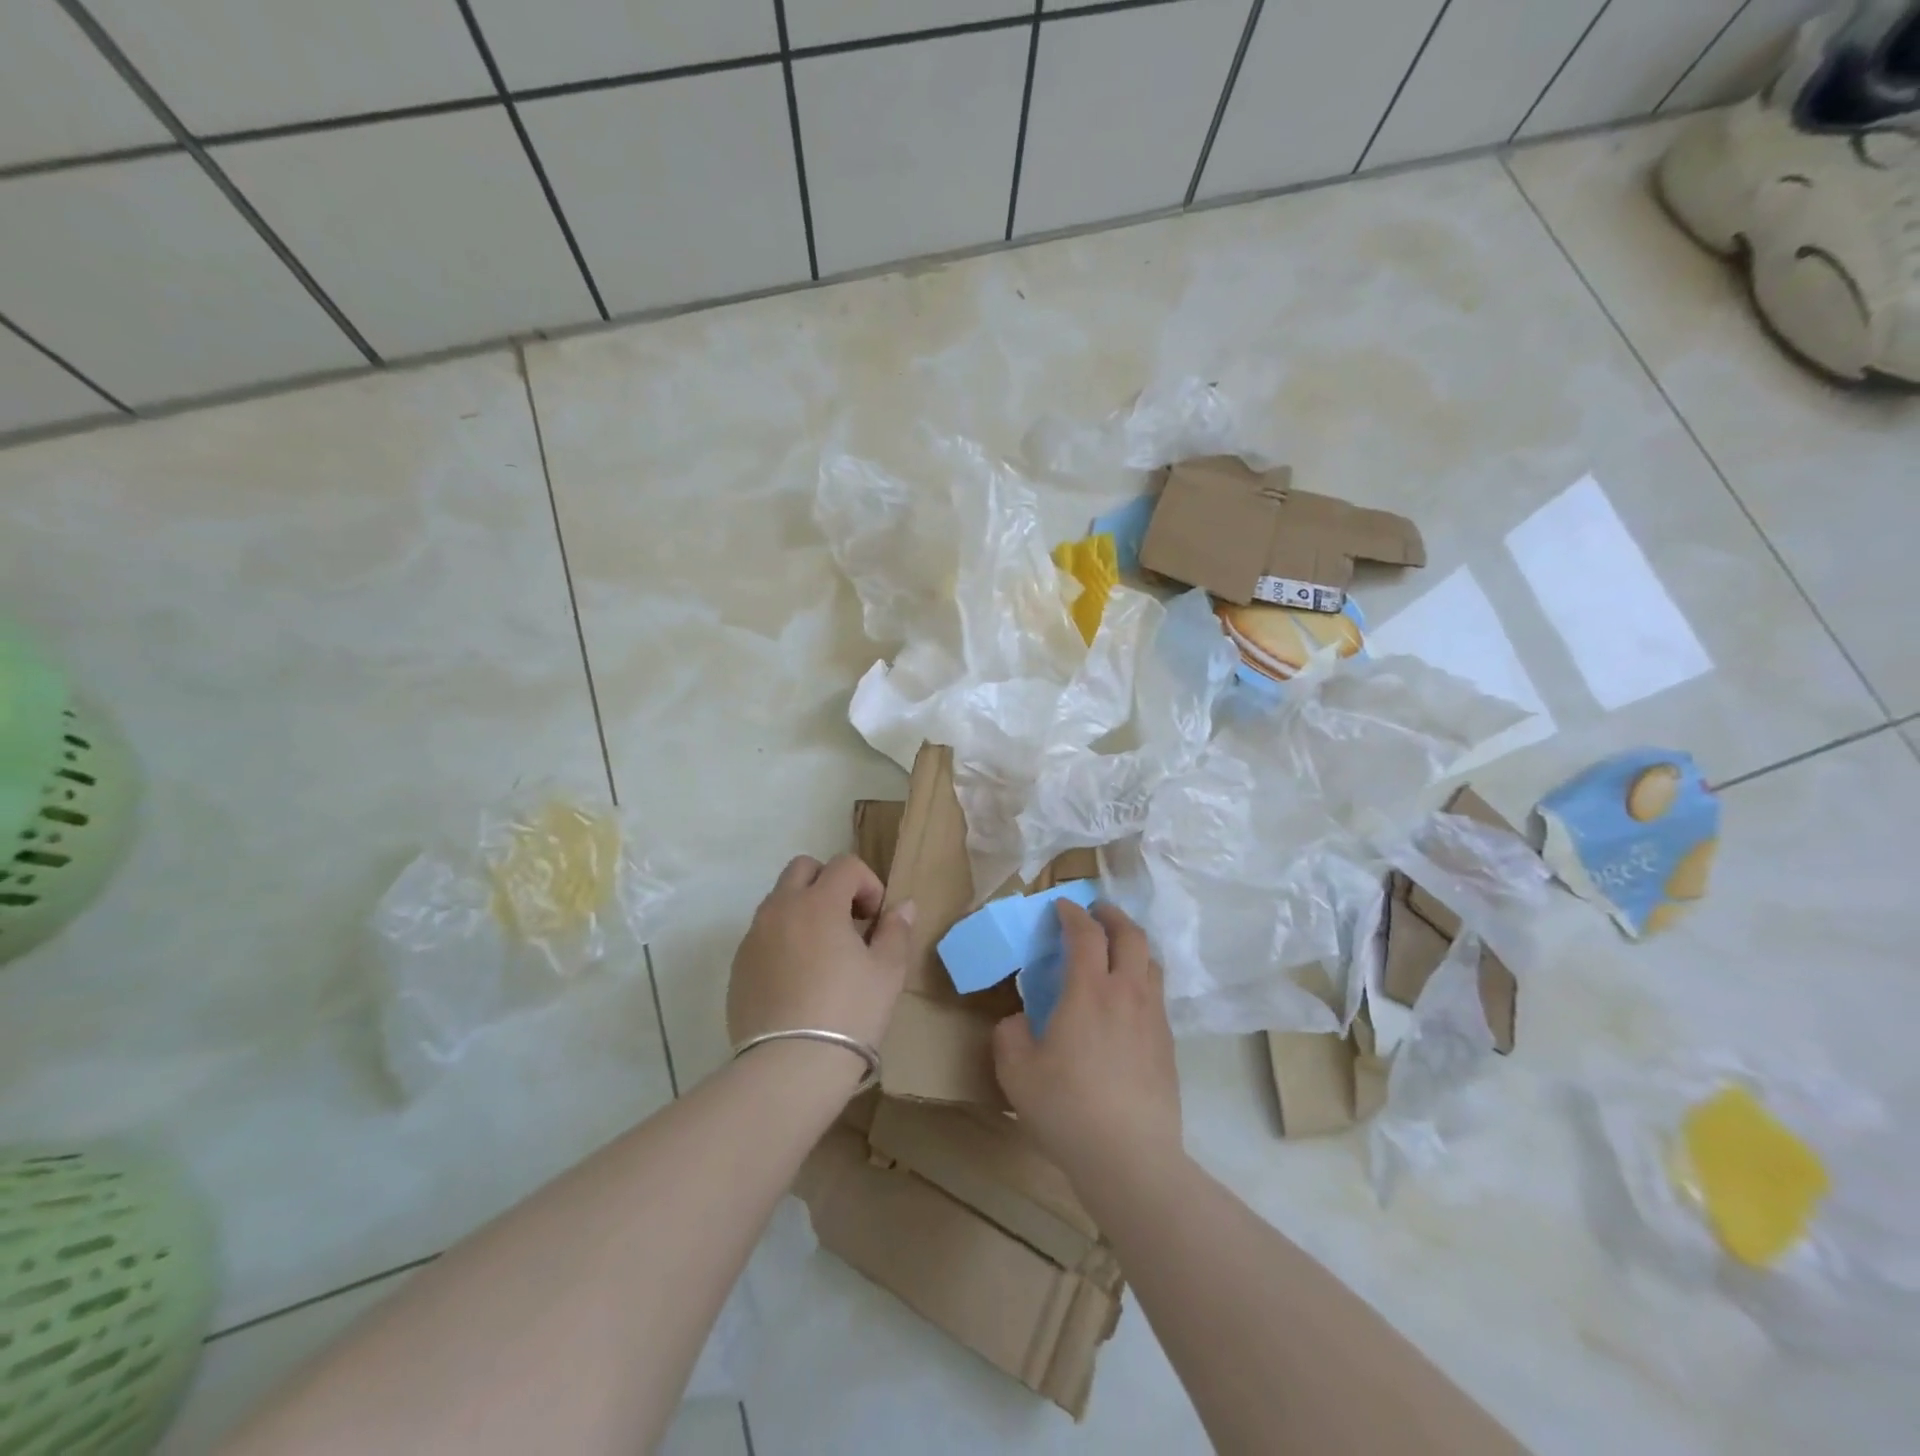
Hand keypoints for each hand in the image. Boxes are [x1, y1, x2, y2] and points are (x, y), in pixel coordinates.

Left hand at [728, 853, 914, 1055]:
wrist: (789, 1067)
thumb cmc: (849, 1013)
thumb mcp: (887, 972)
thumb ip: (896, 930)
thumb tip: (903, 906)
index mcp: (819, 902)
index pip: (845, 865)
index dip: (868, 883)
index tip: (876, 919)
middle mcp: (781, 908)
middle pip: (803, 868)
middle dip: (829, 883)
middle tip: (848, 921)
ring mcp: (754, 936)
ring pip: (779, 900)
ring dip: (804, 909)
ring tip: (823, 951)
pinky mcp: (739, 966)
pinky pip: (763, 934)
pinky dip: (783, 939)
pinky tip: (798, 978)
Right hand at [991, 901, 1181, 1192]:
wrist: (1130, 1157)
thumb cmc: (1067, 1108)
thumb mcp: (1016, 1072)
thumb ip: (1009, 1035)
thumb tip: (1018, 1020)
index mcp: (1088, 991)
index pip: (1086, 933)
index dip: (1073, 913)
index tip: (1061, 906)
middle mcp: (1127, 993)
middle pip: (1130, 935)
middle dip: (1112, 916)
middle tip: (1096, 913)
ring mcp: (1153, 1018)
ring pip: (1151, 962)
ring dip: (1132, 945)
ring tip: (1116, 951)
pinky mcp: (1168, 1044)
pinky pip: (1157, 994)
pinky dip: (1142, 979)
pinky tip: (1128, 1002)